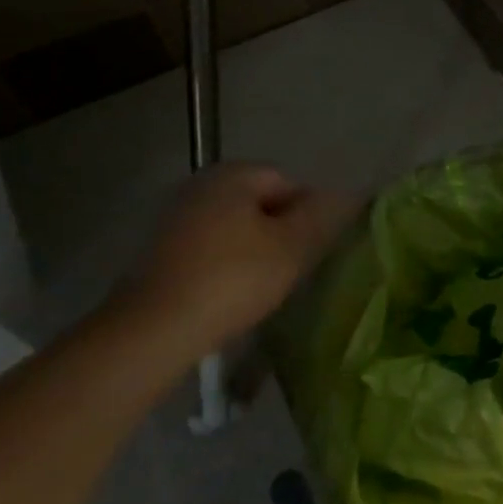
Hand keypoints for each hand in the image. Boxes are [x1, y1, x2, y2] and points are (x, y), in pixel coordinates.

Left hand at [120, 164, 351, 360]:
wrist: (155, 328)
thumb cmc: (234, 279)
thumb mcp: (292, 247)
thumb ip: (322, 215)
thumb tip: (347, 194)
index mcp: (233, 175)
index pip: (288, 181)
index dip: (308, 213)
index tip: (313, 249)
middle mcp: (200, 185)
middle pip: (259, 203)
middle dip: (281, 230)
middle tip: (294, 267)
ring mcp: (175, 217)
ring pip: (234, 227)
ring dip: (254, 249)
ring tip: (266, 284)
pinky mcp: (159, 251)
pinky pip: (210, 248)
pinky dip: (226, 264)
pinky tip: (232, 293)